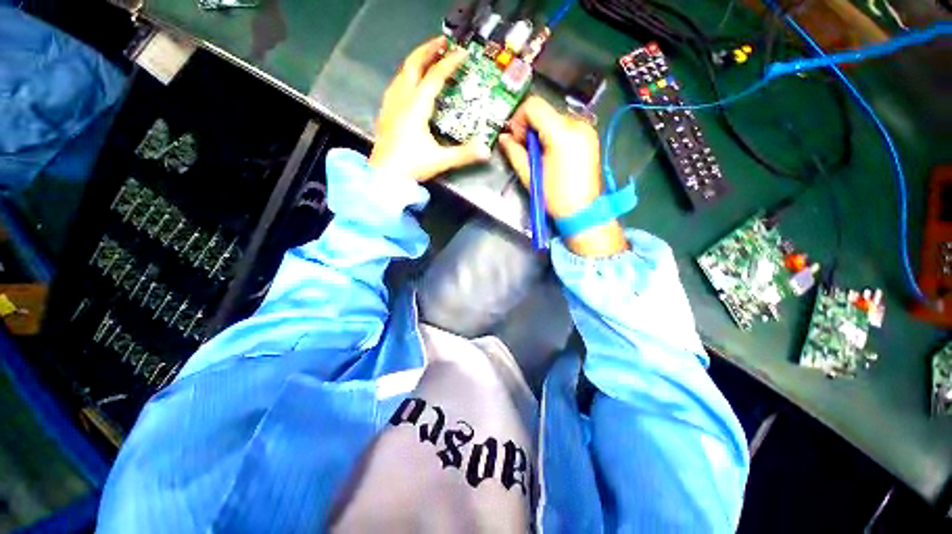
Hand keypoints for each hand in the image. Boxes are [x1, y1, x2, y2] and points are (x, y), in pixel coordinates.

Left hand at [369, 36, 490, 181]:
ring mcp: (391, 105)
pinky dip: (406, 76)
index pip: (434, 77)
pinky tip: (410, 83)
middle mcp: (402, 99)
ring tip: (428, 59)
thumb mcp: (440, 160)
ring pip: (402, 73)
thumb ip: (464, 154)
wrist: (383, 176)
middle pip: (413, 65)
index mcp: (416, 107)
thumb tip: (486, 151)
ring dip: (416, 61)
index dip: (449, 63)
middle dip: (428, 50)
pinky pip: (396, 85)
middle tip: (443, 43)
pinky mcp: (386, 113)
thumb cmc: (411, 166)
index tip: (462, 53)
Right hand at [499, 96, 627, 256]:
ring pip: (554, 118)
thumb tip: (503, 138)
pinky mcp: (589, 137)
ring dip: (541, 131)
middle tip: (524, 148)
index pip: (534, 106)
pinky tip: (550, 153)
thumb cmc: (554, 197)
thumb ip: (514, 152)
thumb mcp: (530, 175)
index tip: (515, 138)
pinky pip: (565, 126)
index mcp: (561, 134)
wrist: (582, 211)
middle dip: (529, 127)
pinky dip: (553, 135)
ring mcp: (586, 130)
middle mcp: (577, 124)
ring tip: (538, 154)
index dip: (518, 119)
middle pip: (545, 111)